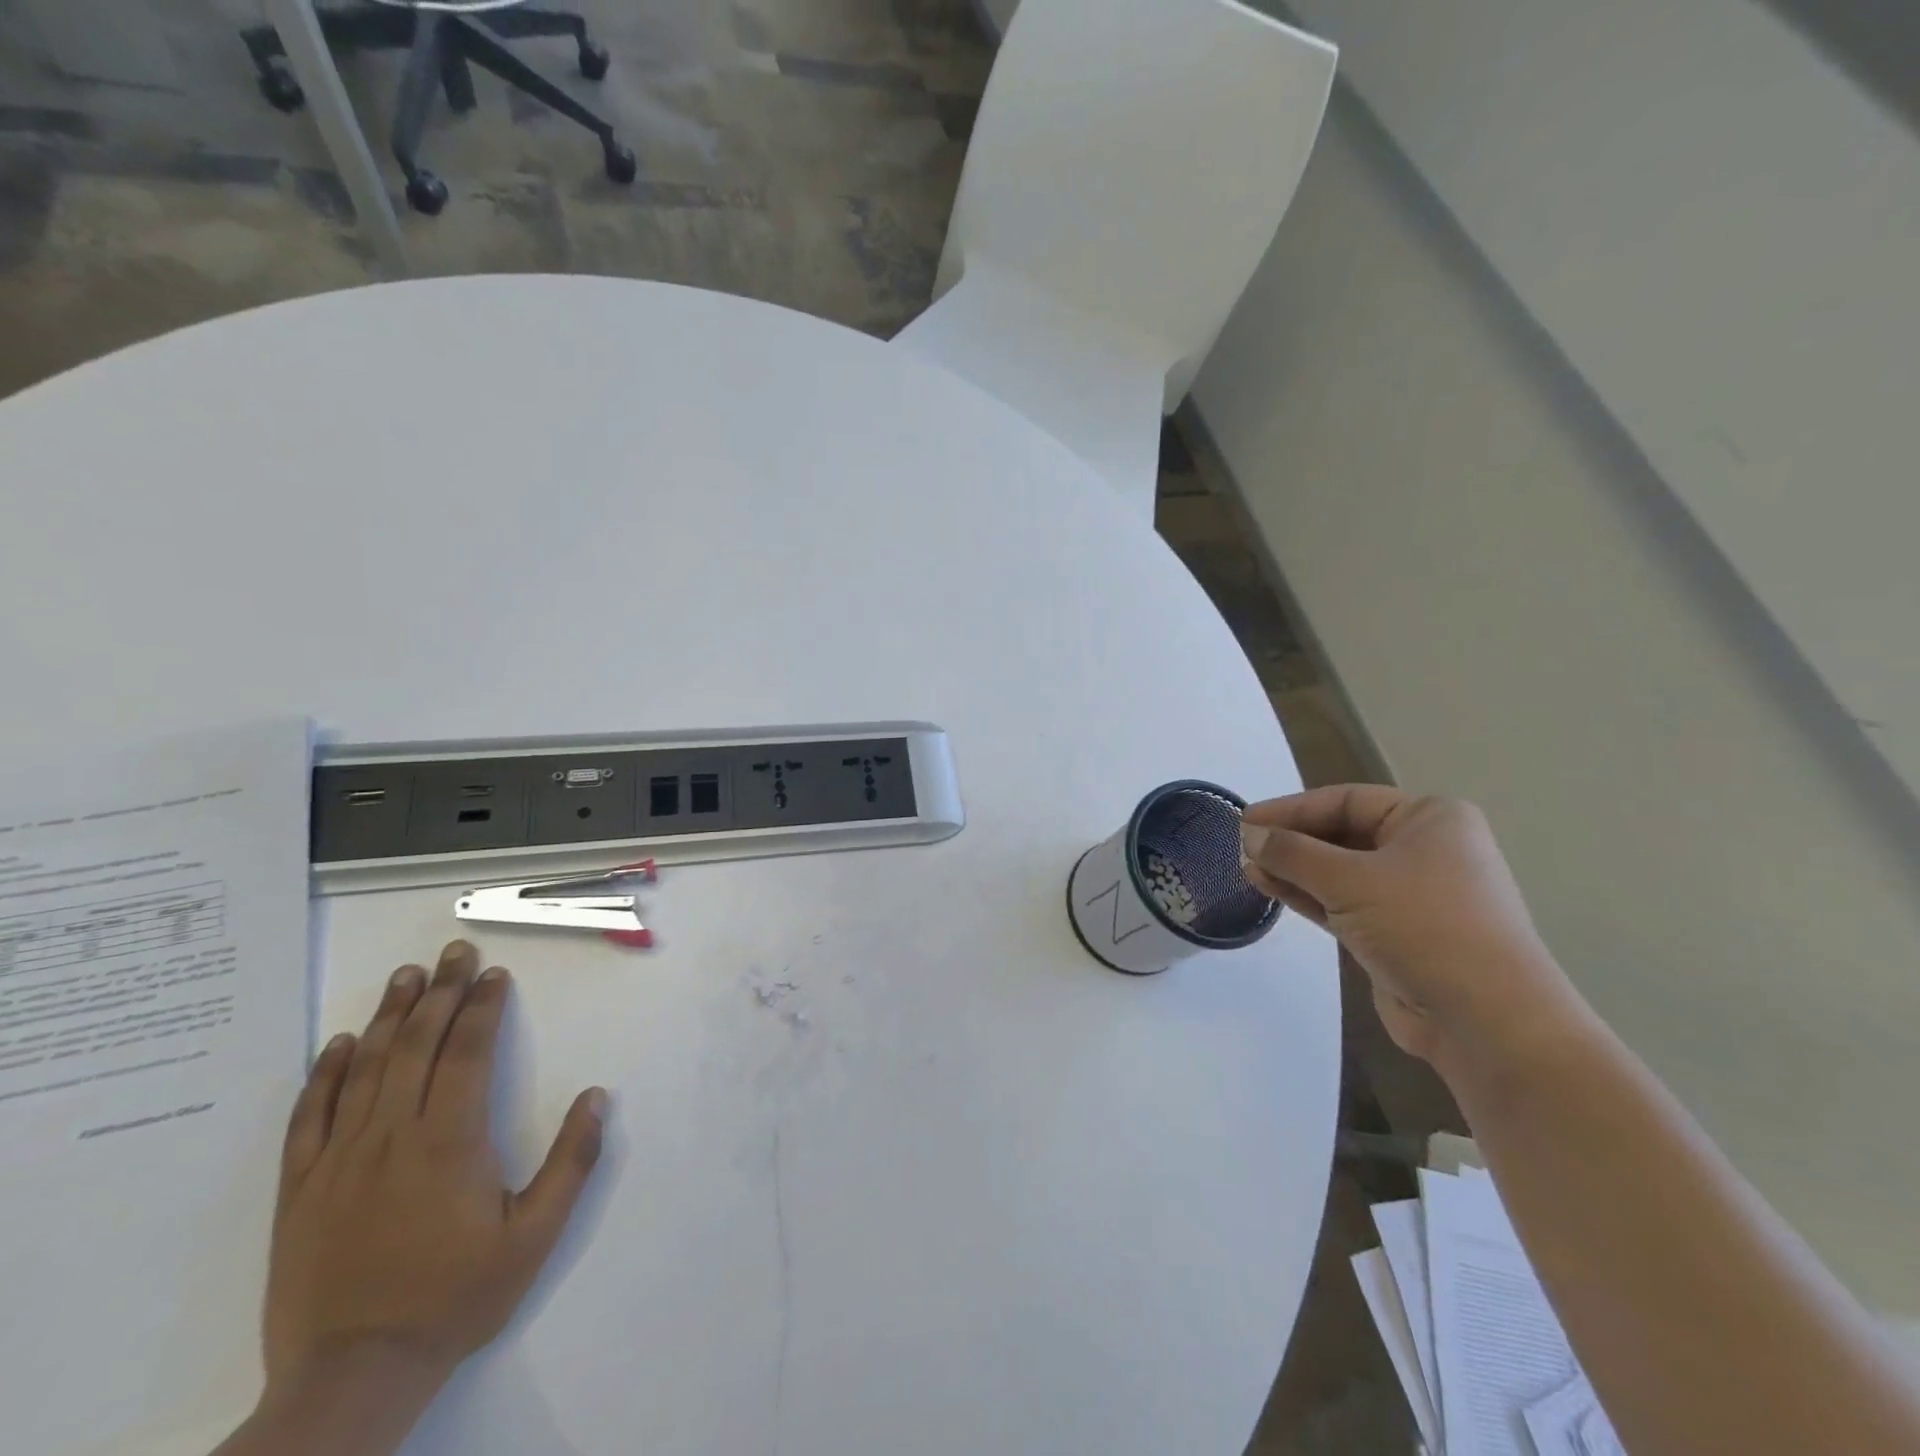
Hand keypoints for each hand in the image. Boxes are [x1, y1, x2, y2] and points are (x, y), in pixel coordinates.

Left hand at [264, 941, 607, 1404]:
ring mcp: (339, 1161)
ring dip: (388, 1017)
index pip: (468, 1053)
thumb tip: (597, 1096)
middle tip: (455, 952)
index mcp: (449, 1142)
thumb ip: (571, 1162)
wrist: (351, 1378)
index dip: (483, 1008)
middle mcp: (392, 1136)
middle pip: (417, 1046)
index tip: (494, 974)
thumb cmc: (454, 1300)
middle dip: (441, 993)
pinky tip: (338, 1045)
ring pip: (364, 1070)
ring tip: (406, 976)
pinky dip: (324, 1075)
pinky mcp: (299, 1190)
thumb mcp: (534, 1237)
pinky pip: (309, 1118)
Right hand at [1240, 785, 1581, 1065]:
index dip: (1292, 809)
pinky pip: (1343, 902)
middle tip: (1242, 847)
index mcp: (1430, 819)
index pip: (1347, 800)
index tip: (1246, 821)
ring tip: (1247, 869)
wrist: (1487, 1020)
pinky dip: (1308, 895)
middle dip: (1291, 841)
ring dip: (1294, 869)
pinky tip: (1269, 888)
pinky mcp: (1396, 933)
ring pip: (1339, 871)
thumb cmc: (1425, 927)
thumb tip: (1248, 834)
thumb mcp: (1350, 880)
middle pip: (1342, 833)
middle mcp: (1425, 850)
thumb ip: (1292, 853)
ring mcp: (1412, 894)